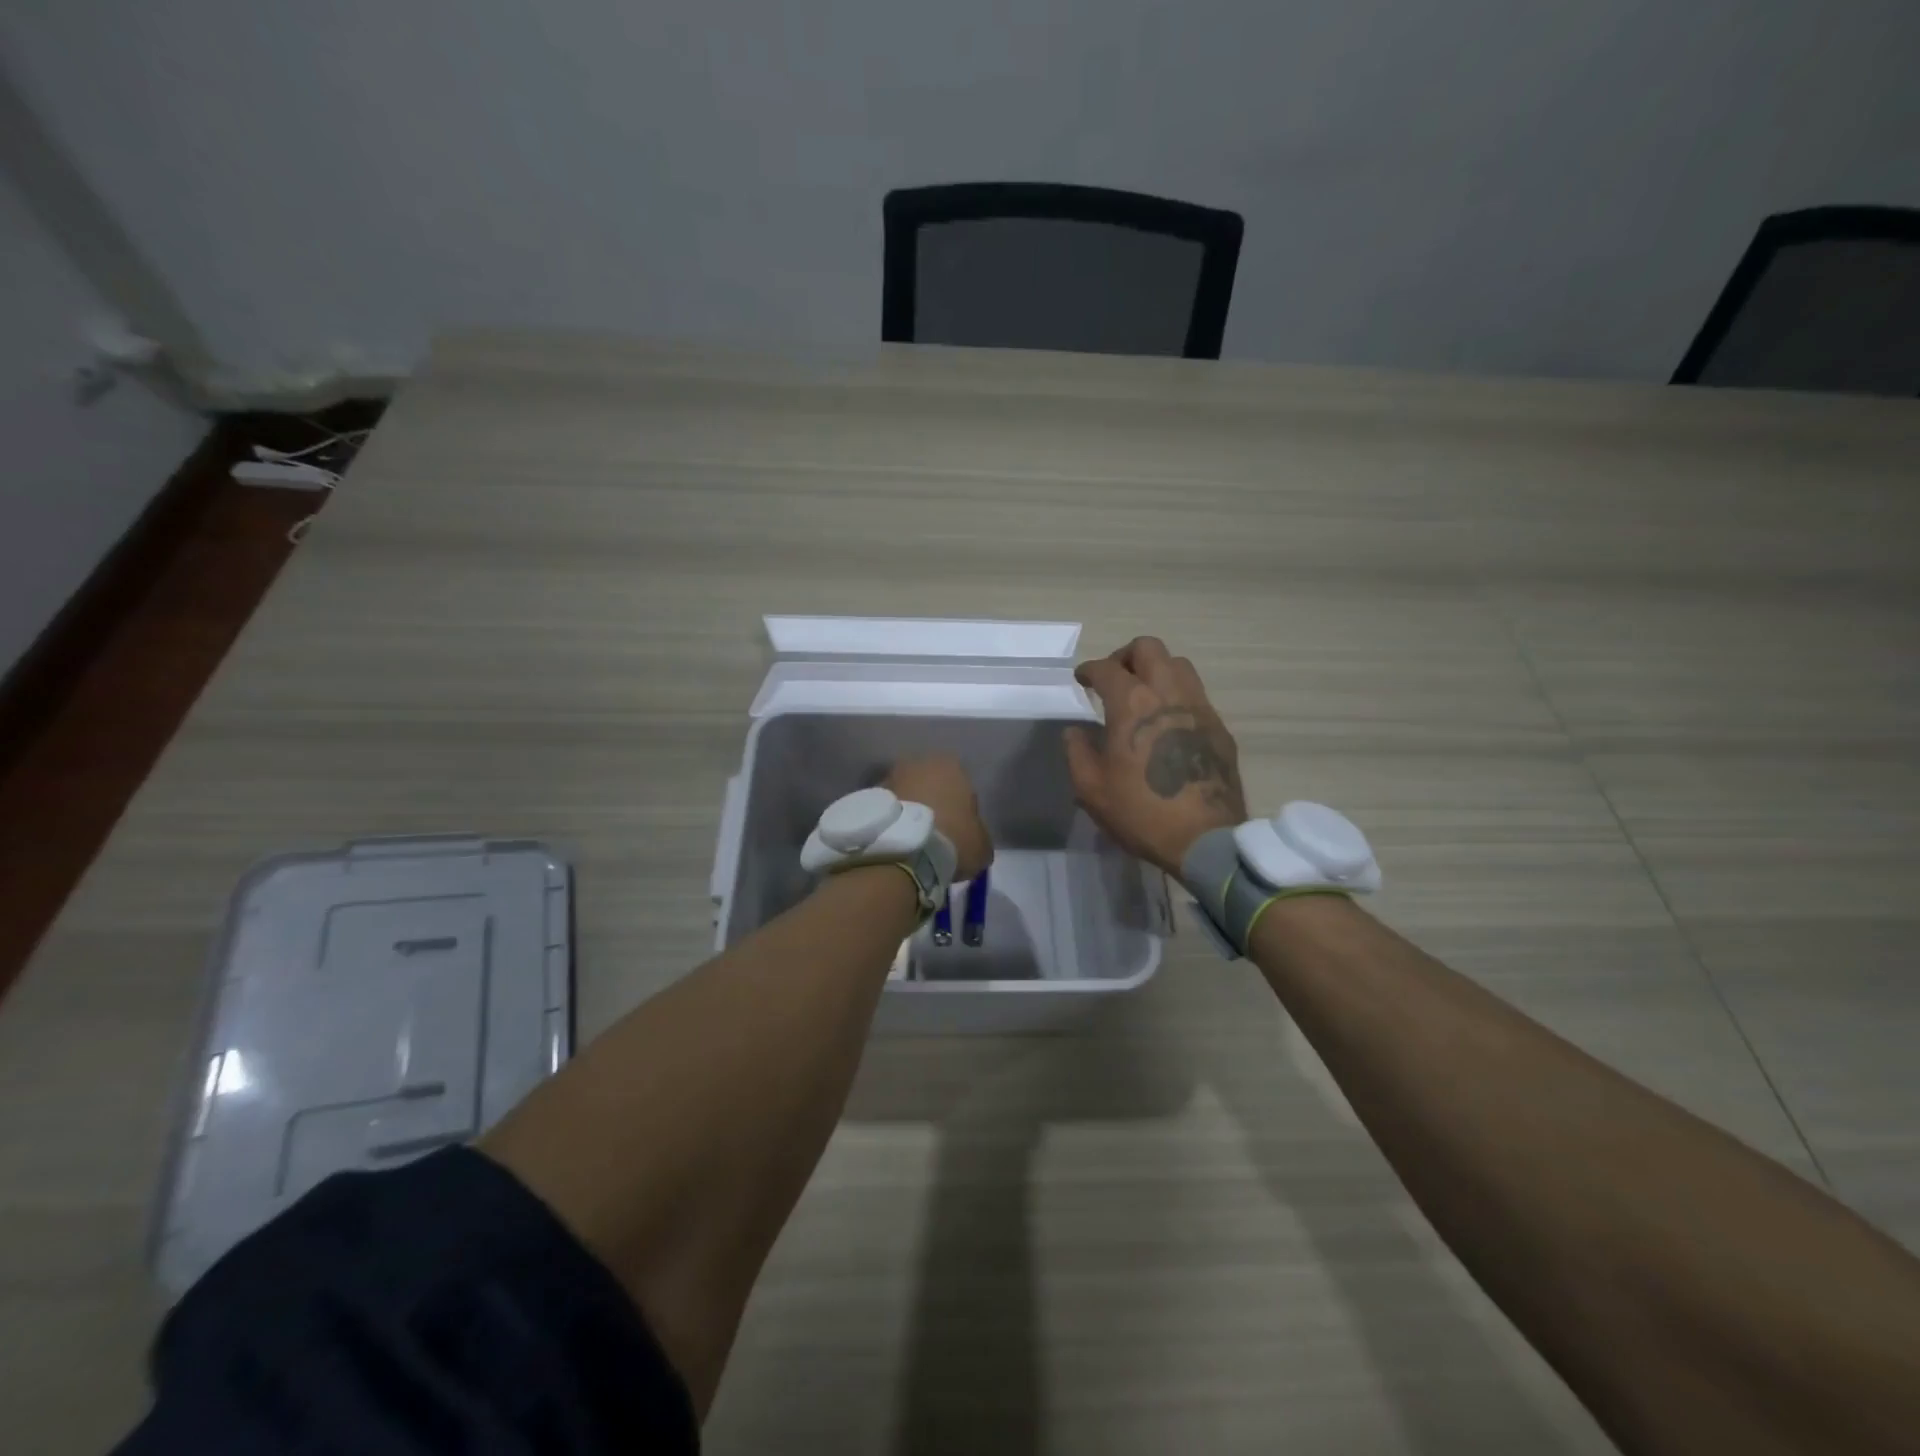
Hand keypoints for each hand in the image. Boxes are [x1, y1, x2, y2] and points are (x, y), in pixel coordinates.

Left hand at [885, 754, 993, 881]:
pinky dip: (890, 823)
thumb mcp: (982, 845)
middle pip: (929, 785)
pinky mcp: (867, 797)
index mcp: (951, 765)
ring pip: (905, 795)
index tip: (959, 832)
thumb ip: (978, 834)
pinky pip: (886, 810)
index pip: (962, 786)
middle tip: (935, 835)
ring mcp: (888, 778)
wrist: (903, 852)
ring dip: (908, 813)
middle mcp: (917, 763)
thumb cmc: (953, 840)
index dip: (962, 810)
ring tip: (911, 843)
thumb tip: (972, 840)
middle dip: (931, 805)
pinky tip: (895, 844)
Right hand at [1064, 637, 1246, 875]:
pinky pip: (1196, 694)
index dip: (1089, 670)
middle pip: (1149, 649)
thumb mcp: (1091, 789)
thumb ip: (1077, 752)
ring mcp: (1200, 708)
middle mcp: (1169, 694)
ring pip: (1179, 665)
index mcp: (1132, 704)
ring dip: (1156, 670)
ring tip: (1143, 695)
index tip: (1082, 679)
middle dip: (1126, 656)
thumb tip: (1075, 731)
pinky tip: (1169, 722)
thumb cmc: (1141, 812)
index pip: (1107, 668)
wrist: (1205, 839)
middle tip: (1114, 678)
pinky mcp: (1220, 728)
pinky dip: (1177, 695)